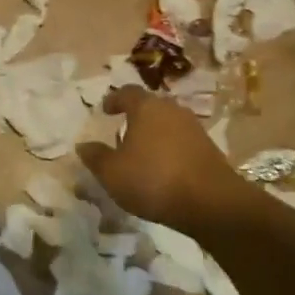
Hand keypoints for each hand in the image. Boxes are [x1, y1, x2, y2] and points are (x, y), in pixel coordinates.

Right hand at [76, 86, 253, 234]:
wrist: (211, 202)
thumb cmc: (153, 179)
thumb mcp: (112, 173)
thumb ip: (96, 157)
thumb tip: (83, 145)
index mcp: (146, 107)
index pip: (127, 92)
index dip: (114, 99)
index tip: (105, 110)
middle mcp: (172, 109)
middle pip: (150, 106)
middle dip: (135, 117)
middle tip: (122, 133)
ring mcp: (194, 127)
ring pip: (167, 124)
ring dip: (154, 134)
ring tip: (142, 154)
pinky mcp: (209, 148)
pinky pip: (182, 141)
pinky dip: (170, 149)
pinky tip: (164, 169)